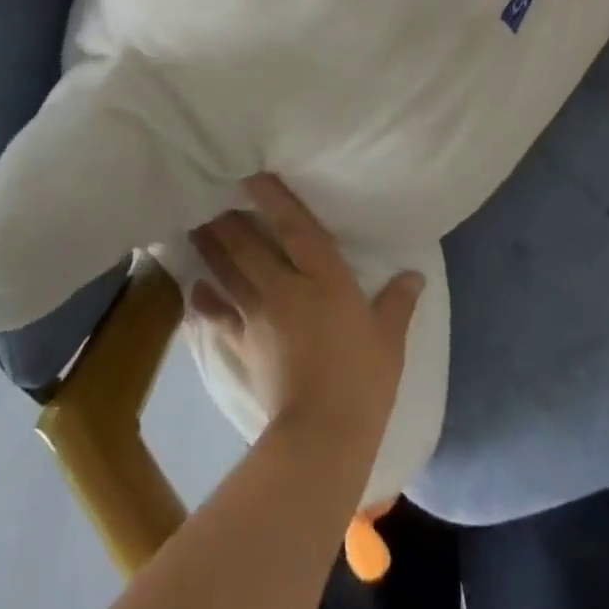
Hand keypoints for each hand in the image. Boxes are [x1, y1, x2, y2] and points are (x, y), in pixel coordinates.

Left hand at [189, 175, 424, 448]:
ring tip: (196, 228)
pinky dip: (203, 302)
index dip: (273, 198)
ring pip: (228, 271)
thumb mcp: (389, 338)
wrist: (323, 433)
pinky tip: (193, 290)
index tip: (252, 175)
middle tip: (211, 197)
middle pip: (249, 244)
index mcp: (324, 277)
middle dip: (229, 219)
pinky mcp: (242, 344)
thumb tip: (415, 274)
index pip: (295, 227)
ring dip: (210, 248)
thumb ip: (398, 301)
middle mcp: (285, 286)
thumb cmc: (363, 379)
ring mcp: (258, 315)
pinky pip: (216, 316)